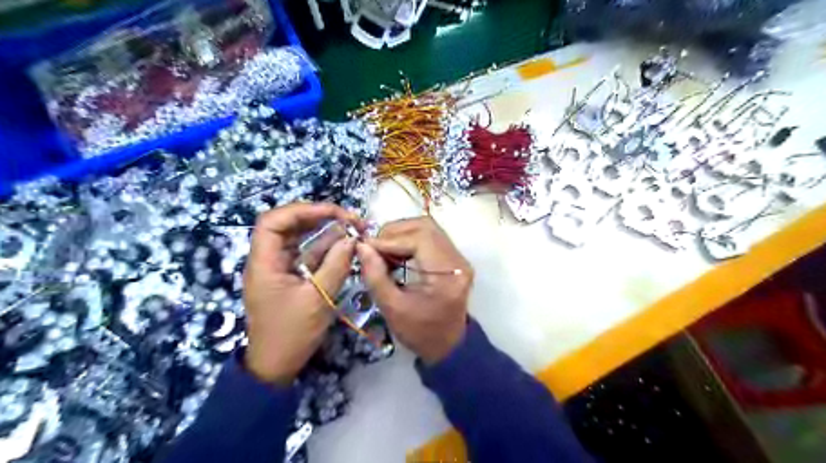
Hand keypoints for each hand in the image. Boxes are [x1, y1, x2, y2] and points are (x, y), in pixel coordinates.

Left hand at [245, 205, 361, 384]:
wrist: (276, 366)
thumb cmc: (291, 334)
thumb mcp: (318, 299)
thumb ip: (336, 266)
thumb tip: (352, 238)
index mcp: (264, 262)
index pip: (274, 221)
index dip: (302, 210)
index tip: (334, 212)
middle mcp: (269, 260)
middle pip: (289, 226)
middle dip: (319, 217)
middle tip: (349, 218)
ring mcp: (280, 268)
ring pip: (301, 239)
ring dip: (326, 232)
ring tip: (353, 228)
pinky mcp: (292, 278)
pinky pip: (308, 255)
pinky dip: (326, 248)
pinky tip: (345, 245)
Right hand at [359, 216, 474, 364]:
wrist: (448, 345)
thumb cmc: (420, 333)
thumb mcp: (392, 309)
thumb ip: (376, 275)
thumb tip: (362, 246)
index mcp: (447, 274)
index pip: (419, 239)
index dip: (389, 239)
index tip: (366, 248)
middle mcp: (457, 260)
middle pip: (425, 227)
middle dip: (394, 232)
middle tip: (374, 248)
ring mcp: (458, 257)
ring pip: (427, 228)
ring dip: (401, 234)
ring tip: (383, 251)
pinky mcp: (453, 258)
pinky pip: (430, 238)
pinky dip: (409, 240)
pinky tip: (395, 255)